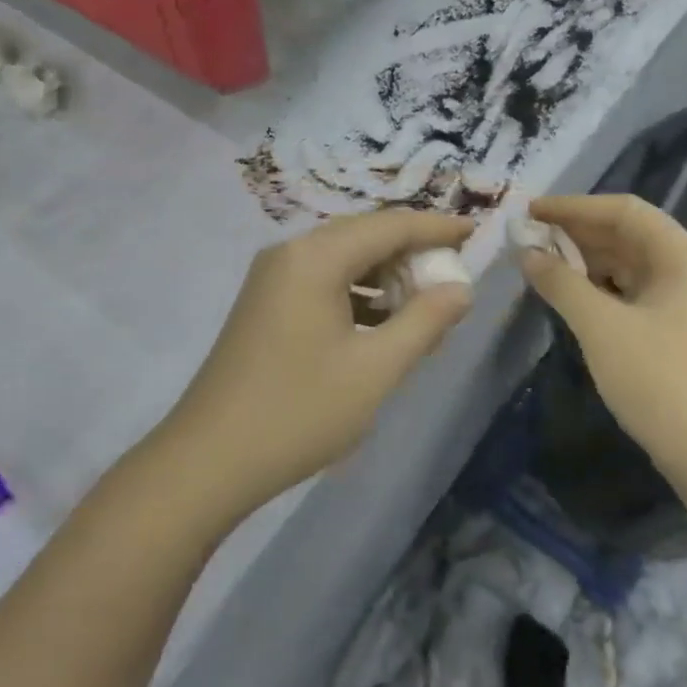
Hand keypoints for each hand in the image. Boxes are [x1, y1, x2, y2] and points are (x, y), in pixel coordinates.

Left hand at [160, 210, 474, 514]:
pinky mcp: (265, 307)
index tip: (476, 232)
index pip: (389, 225)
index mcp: (315, 258)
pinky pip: (323, 285)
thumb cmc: (300, 411)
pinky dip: (359, 298)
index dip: (436, 228)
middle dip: (412, 253)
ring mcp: (272, 281)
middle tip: (454, 275)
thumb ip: (424, 322)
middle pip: (364, 237)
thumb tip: (460, 289)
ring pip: (343, 262)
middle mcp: (290, 255)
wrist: (210, 460)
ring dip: (386, 278)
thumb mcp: (375, 369)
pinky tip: (384, 327)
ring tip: (426, 307)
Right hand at [516, 195, 686, 488]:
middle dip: (578, 232)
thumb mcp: (600, 326)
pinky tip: (570, 290)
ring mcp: (686, 297)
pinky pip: (633, 288)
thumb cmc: (655, 380)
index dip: (575, 207)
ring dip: (586, 258)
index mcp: (684, 256)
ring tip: (541, 260)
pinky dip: (600, 284)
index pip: (625, 211)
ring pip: (629, 262)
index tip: (531, 211)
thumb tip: (527, 251)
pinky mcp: (677, 323)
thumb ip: (560, 282)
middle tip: (530, 235)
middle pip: (629, 233)